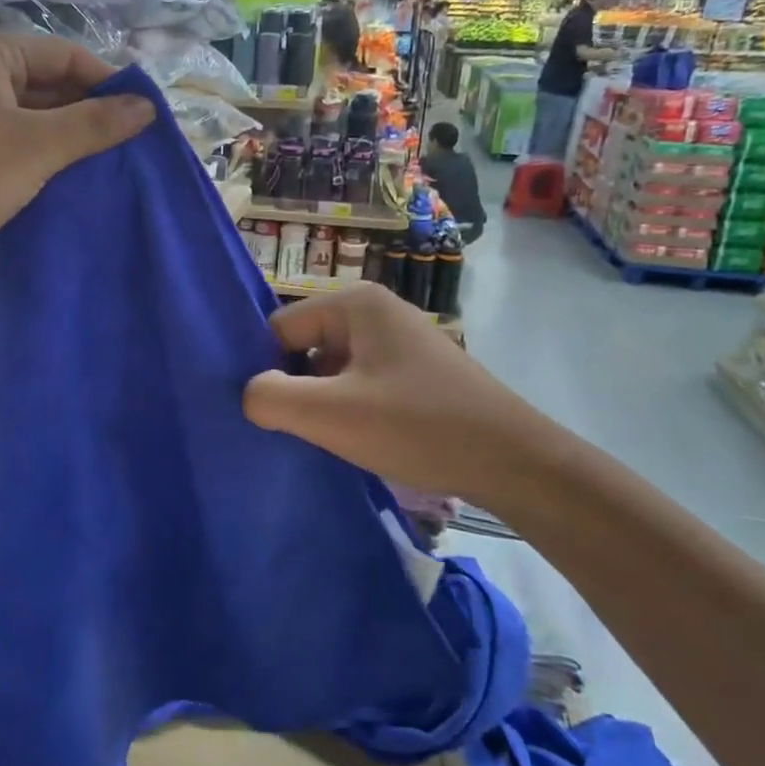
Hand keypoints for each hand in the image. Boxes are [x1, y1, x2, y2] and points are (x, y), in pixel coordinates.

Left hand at [0, 34, 153, 259]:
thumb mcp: (38, 146)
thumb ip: (94, 124)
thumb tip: (147, 108)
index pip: (63, 54)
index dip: (106, 81)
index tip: (141, 115)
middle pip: (45, 85)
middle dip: (86, 114)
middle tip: (129, 144)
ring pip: (27, 118)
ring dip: (64, 140)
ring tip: (106, 165)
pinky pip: (8, 144)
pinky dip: (37, 158)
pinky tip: (66, 182)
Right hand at [242, 284, 557, 510]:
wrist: (515, 462)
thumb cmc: (418, 427)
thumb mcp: (331, 415)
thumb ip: (270, 398)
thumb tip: (248, 394)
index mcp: (355, 303)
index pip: (279, 329)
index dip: (269, 372)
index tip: (274, 415)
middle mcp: (376, 310)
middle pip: (305, 347)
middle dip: (298, 389)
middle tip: (303, 431)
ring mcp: (399, 341)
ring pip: (332, 370)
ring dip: (325, 405)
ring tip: (332, 441)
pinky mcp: (416, 372)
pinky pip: (362, 383)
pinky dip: (352, 410)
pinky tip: (361, 442)